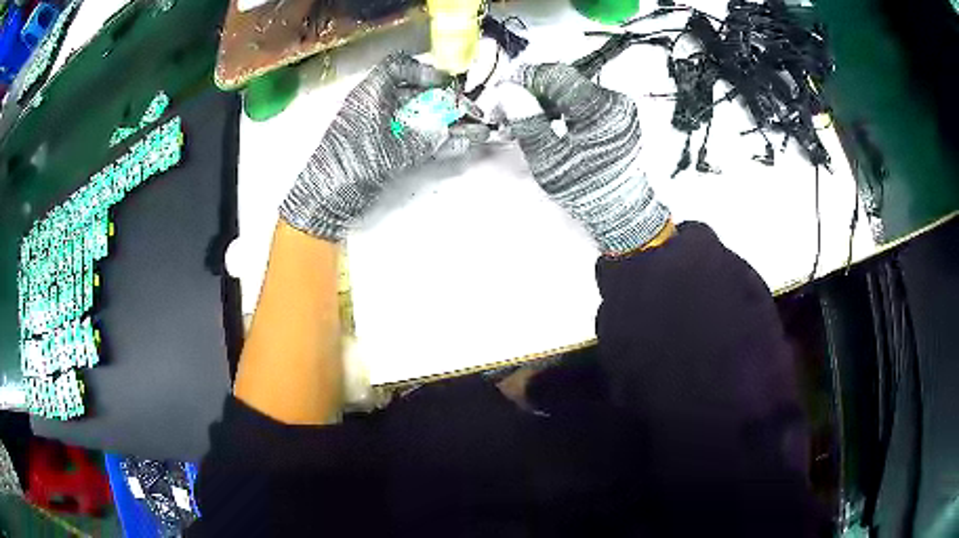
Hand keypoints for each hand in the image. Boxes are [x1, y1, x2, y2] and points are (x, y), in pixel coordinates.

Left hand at [280, 52, 481, 240]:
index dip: (422, 71)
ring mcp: (381, 129)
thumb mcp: (390, 150)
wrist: (327, 199)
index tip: (445, 83)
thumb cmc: (352, 165)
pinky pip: (416, 138)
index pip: (396, 68)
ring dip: (448, 123)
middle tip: (471, 112)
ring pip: (419, 118)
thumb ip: (423, 140)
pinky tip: (461, 145)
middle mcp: (377, 107)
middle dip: (446, 102)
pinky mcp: (384, 149)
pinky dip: (437, 141)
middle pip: (415, 94)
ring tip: (477, 130)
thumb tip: (448, 132)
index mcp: (370, 96)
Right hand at [498, 63, 669, 254]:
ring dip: (549, 100)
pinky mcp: (621, 115)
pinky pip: (586, 101)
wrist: (623, 212)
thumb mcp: (550, 160)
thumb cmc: (589, 191)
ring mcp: (621, 108)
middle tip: (512, 110)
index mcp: (600, 109)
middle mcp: (616, 102)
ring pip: (574, 89)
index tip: (506, 90)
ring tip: (531, 121)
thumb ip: (527, 121)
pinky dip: (566, 108)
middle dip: (535, 91)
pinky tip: (553, 124)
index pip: (556, 74)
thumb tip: (508, 90)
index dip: (526, 78)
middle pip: (565, 80)